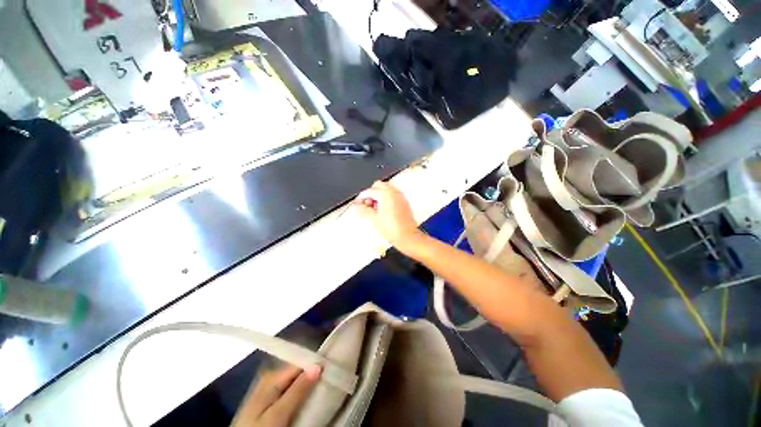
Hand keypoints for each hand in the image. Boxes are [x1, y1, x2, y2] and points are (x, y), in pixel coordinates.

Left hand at [233, 365, 320, 426]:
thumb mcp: (278, 414)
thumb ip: (297, 390)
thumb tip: (318, 366)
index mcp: (272, 376)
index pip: (300, 363)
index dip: (316, 365)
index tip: (330, 370)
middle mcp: (270, 377)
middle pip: (298, 371)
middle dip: (311, 375)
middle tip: (326, 381)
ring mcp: (269, 388)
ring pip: (295, 380)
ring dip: (306, 384)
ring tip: (319, 388)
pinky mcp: (269, 398)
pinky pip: (289, 389)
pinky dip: (299, 392)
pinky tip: (305, 396)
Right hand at [355, 181, 421, 251]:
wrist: (407, 236)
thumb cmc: (391, 228)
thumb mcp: (374, 218)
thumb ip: (364, 210)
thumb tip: (356, 206)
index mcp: (385, 194)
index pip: (369, 191)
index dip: (361, 197)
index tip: (357, 203)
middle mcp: (394, 192)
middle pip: (378, 185)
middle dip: (371, 193)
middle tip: (367, 205)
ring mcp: (400, 196)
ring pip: (386, 189)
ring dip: (379, 195)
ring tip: (375, 208)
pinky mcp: (404, 202)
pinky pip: (393, 194)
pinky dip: (386, 198)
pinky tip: (383, 209)